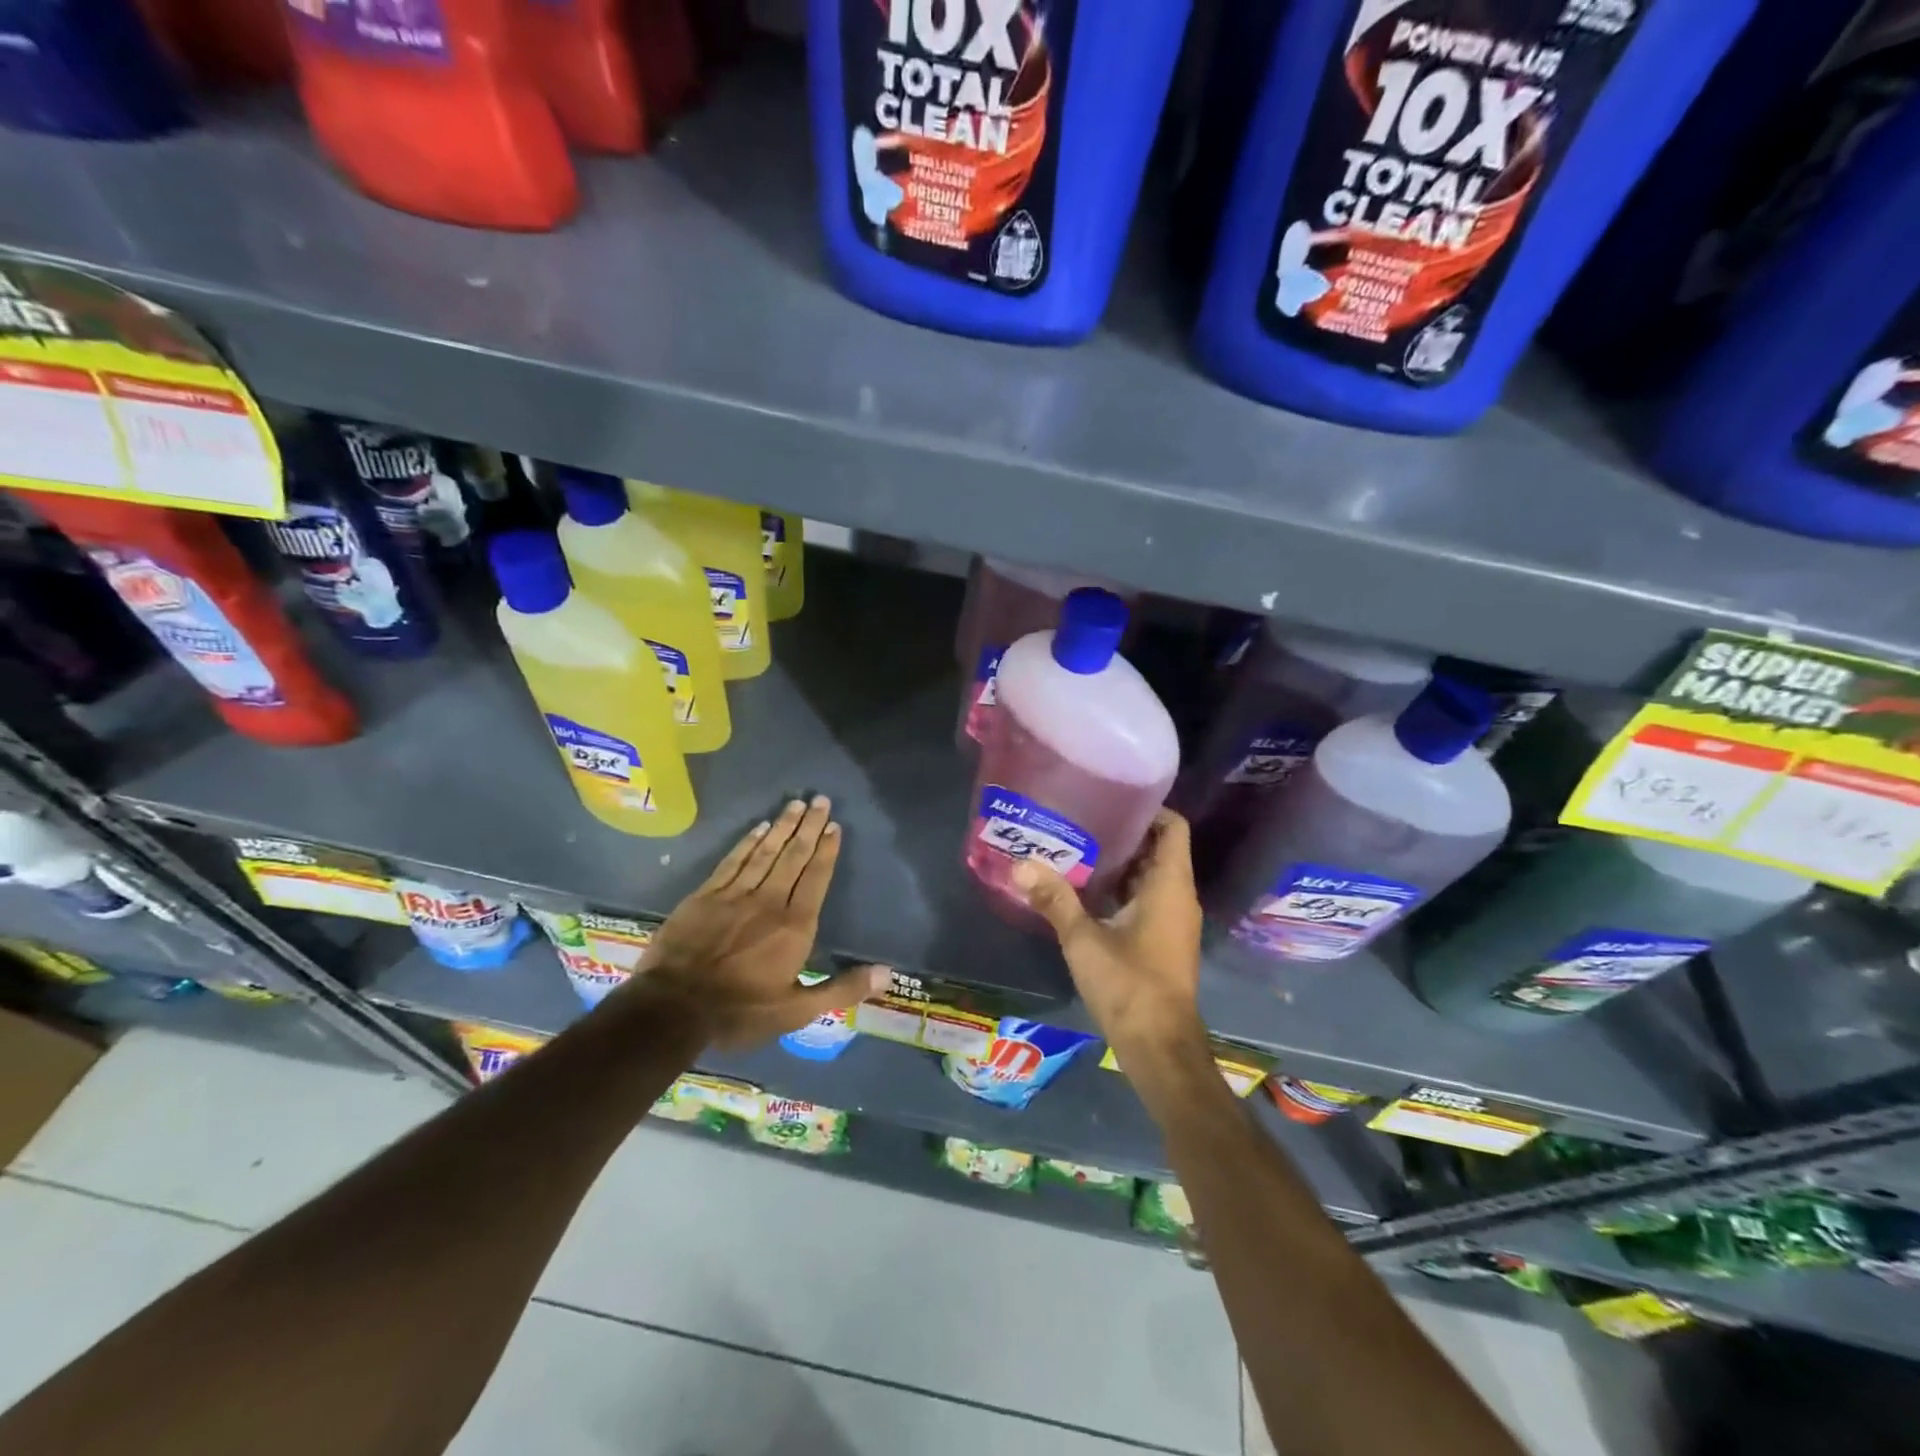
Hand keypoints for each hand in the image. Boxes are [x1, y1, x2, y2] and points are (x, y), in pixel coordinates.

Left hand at [621, 796, 889, 1048]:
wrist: (672, 1008)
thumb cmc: (740, 1011)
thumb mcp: (797, 1011)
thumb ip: (841, 989)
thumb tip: (887, 974)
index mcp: (794, 926)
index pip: (816, 878)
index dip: (827, 851)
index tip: (835, 826)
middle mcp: (769, 901)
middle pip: (793, 856)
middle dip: (809, 827)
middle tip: (820, 800)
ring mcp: (735, 894)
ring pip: (765, 852)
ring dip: (782, 826)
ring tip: (796, 804)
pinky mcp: (706, 895)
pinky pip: (733, 860)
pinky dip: (748, 842)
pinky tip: (758, 827)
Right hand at [1013, 810, 1209, 1067]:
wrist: (1159, 1047)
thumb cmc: (1129, 985)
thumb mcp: (1084, 940)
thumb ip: (1054, 899)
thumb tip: (1020, 865)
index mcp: (1169, 885)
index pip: (1172, 827)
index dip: (1148, 809)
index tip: (1111, 799)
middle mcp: (1178, 897)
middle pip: (1158, 849)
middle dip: (1124, 834)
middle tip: (1082, 820)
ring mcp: (1173, 920)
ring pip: (1151, 876)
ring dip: (1120, 863)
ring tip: (1077, 848)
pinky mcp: (1163, 940)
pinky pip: (1146, 899)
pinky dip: (1122, 889)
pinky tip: (1086, 891)